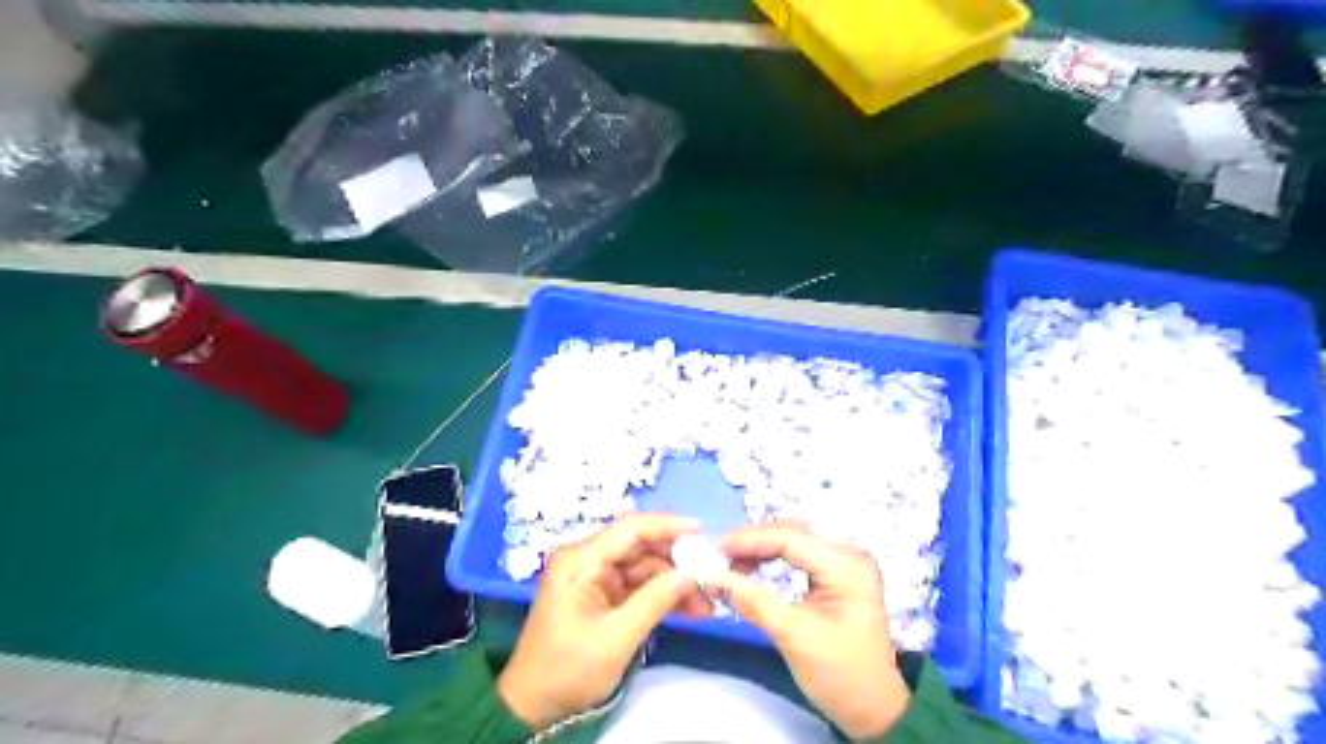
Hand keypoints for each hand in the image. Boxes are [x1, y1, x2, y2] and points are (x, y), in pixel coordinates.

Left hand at [494, 513, 708, 729]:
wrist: (534, 706)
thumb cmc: (569, 669)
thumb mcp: (617, 637)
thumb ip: (655, 599)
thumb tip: (692, 573)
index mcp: (580, 560)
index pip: (629, 530)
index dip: (667, 527)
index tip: (702, 531)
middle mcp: (587, 559)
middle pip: (640, 547)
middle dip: (676, 562)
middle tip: (711, 576)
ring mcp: (595, 577)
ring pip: (643, 567)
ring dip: (674, 582)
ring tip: (706, 602)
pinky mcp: (602, 594)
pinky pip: (638, 585)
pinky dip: (662, 595)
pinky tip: (689, 608)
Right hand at [715, 520, 912, 739]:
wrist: (874, 709)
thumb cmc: (839, 674)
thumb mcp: (793, 636)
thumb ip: (752, 601)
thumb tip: (711, 577)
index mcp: (845, 565)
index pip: (789, 538)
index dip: (749, 540)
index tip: (715, 549)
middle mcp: (848, 554)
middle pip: (791, 533)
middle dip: (752, 542)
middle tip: (718, 557)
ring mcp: (844, 563)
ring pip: (793, 541)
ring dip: (760, 549)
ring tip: (730, 564)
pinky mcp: (837, 574)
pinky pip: (799, 555)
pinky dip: (773, 558)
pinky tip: (752, 568)